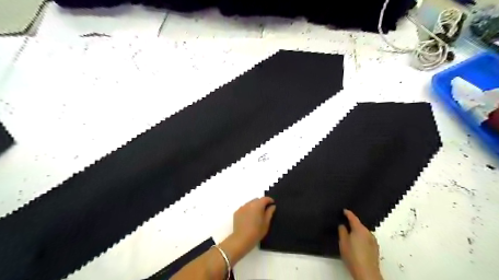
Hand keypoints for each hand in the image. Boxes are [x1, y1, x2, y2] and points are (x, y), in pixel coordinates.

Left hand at [232, 197, 273, 249]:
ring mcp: (242, 207)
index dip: (270, 200)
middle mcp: (249, 204)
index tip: (272, 204)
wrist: (241, 239)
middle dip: (261, 203)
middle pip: (257, 200)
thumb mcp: (266, 223)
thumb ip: (270, 212)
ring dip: (254, 206)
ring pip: (250, 203)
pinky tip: (248, 218)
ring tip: (255, 215)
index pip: (265, 198)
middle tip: (264, 211)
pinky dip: (247, 210)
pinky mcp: (236, 212)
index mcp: (258, 205)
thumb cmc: (257, 232)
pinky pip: (244, 208)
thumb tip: (272, 206)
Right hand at [337, 209, 382, 279]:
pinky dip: (361, 238)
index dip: (348, 213)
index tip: (344, 210)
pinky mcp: (375, 248)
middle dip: (352, 224)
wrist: (367, 272)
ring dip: (357, 232)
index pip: (353, 217)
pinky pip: (366, 239)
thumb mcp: (343, 242)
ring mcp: (373, 241)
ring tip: (349, 236)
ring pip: (363, 232)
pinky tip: (357, 244)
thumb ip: (342, 231)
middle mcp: (368, 232)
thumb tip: (343, 225)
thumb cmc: (353, 256)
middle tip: (344, 224)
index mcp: (359, 229)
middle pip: (359, 225)